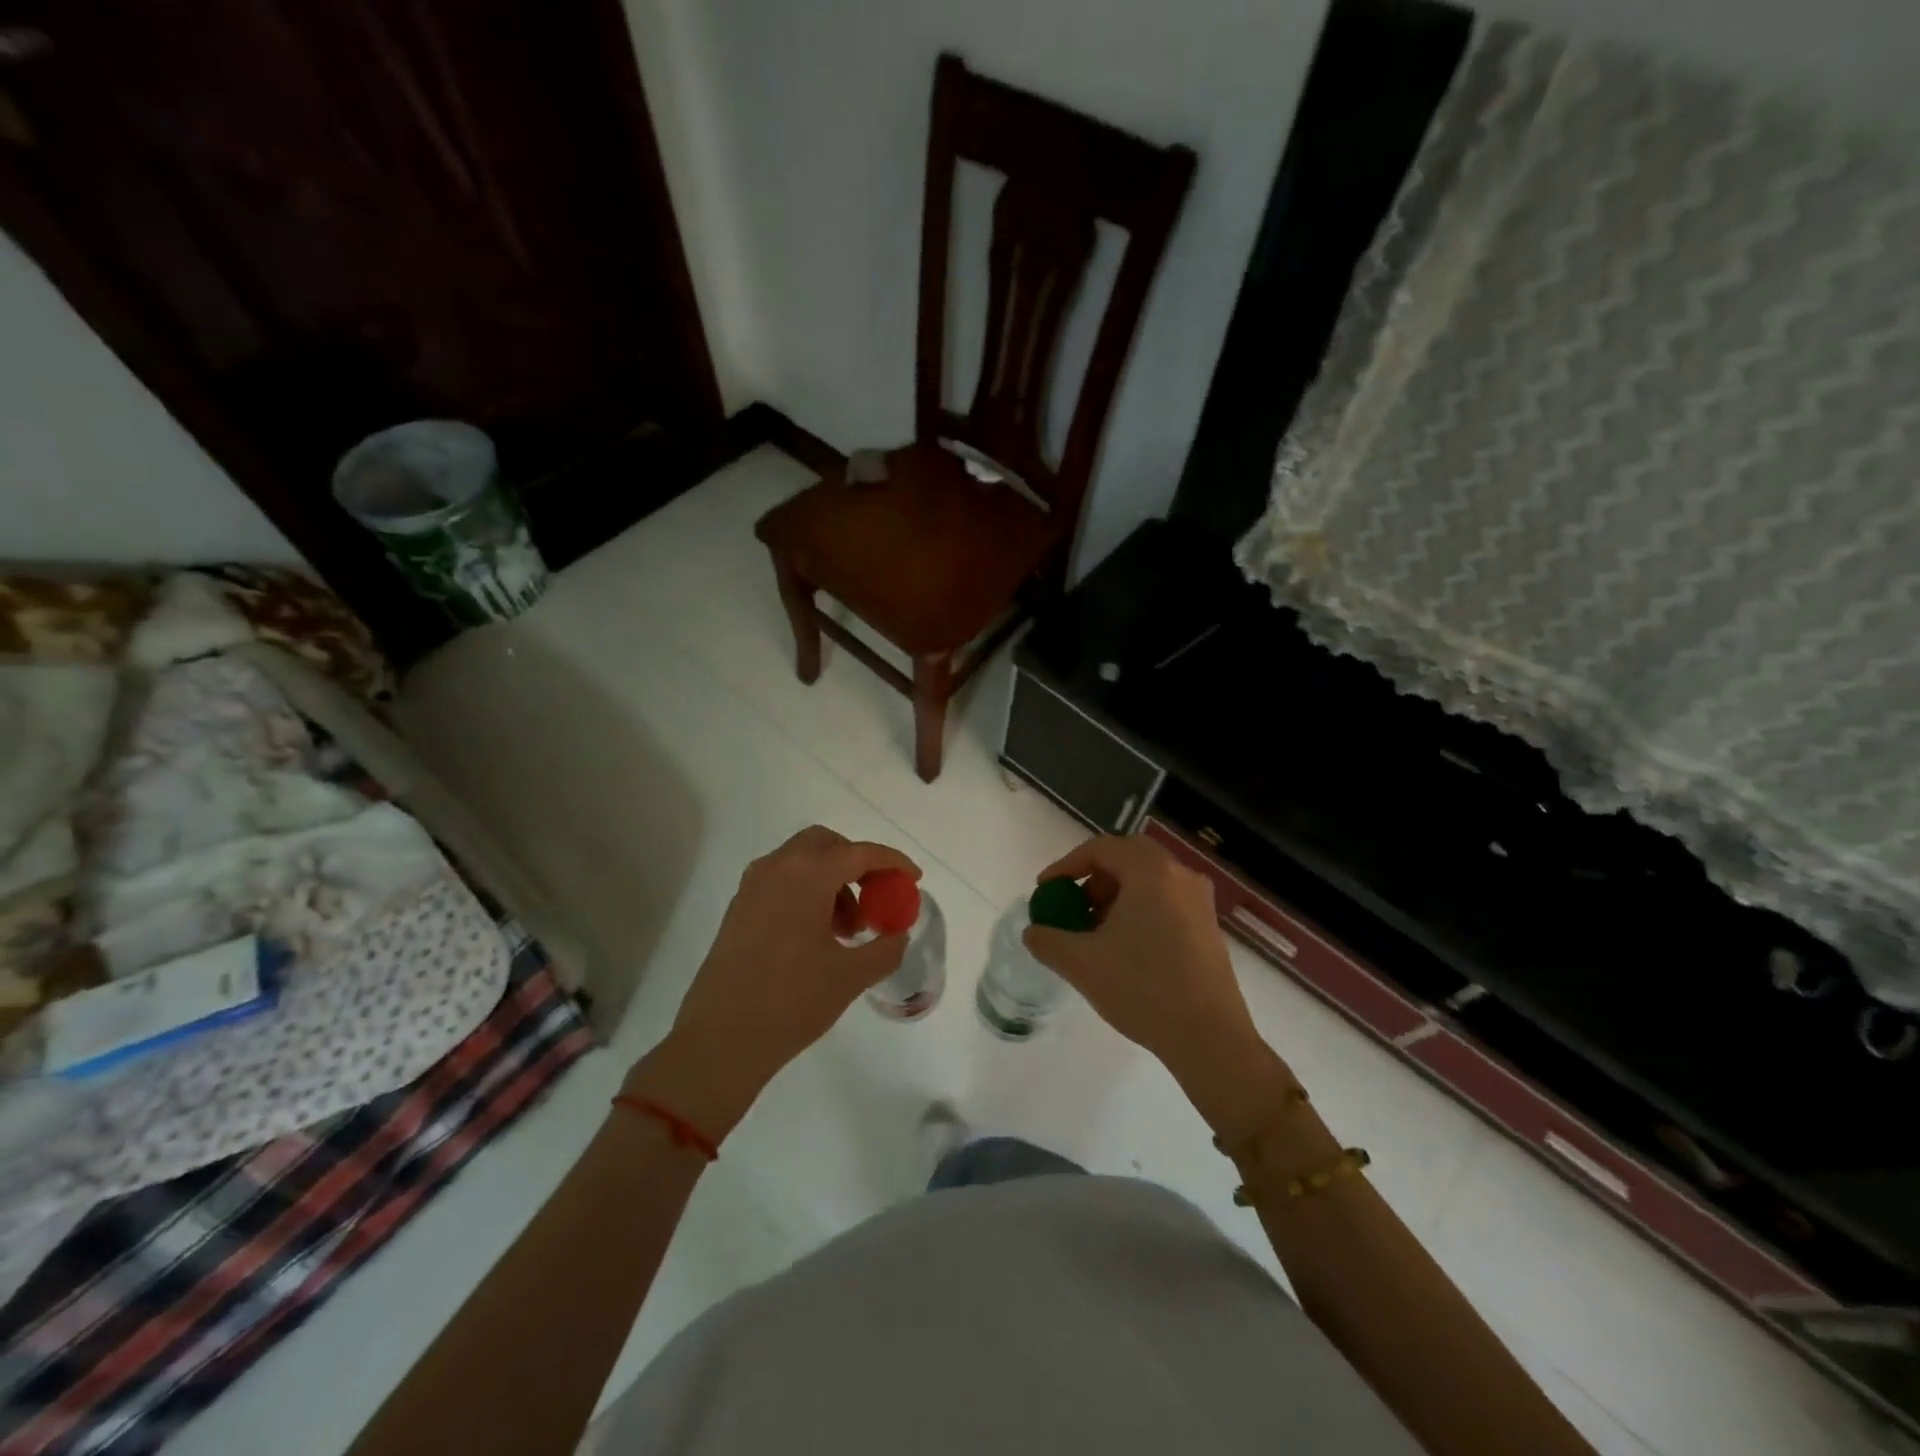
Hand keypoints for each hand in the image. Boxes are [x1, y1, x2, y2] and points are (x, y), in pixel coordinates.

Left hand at [630, 827, 919, 1138]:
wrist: (719, 1041)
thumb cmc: (791, 1002)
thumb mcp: (850, 977)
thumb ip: (885, 948)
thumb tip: (898, 933)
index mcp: (806, 876)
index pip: (860, 853)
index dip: (892, 862)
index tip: (913, 878)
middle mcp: (776, 868)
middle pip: (826, 845)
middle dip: (857, 864)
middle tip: (876, 898)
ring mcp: (752, 887)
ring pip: (802, 862)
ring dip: (833, 882)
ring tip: (849, 930)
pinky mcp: (739, 908)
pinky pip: (783, 882)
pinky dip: (808, 893)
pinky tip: (818, 937)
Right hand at [1023, 835, 1289, 1133]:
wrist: (1210, 1038)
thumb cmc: (1143, 989)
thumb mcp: (1082, 964)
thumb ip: (1048, 940)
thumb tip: (1033, 932)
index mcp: (1151, 873)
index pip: (1101, 848)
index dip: (1067, 865)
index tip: (1046, 890)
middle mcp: (1180, 876)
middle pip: (1128, 859)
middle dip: (1094, 878)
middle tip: (1073, 906)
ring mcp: (1200, 901)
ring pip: (1149, 881)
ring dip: (1116, 896)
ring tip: (1095, 933)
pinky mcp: (1209, 927)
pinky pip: (1166, 901)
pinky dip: (1139, 910)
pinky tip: (1125, 949)